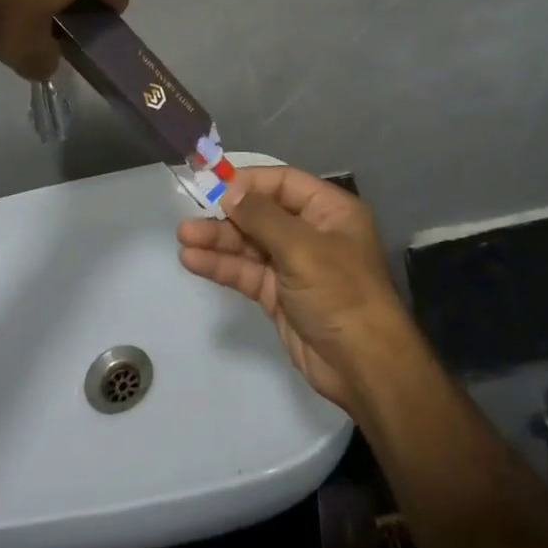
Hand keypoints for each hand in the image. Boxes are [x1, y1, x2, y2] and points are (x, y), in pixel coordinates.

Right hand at [177, 166, 418, 412]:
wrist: (363, 366)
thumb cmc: (340, 292)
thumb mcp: (302, 247)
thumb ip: (262, 216)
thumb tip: (229, 190)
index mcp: (329, 211)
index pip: (283, 183)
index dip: (249, 182)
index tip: (213, 184)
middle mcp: (311, 232)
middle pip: (262, 213)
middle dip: (227, 215)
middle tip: (190, 216)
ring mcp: (294, 265)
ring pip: (250, 244)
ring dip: (218, 240)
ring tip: (184, 238)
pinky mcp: (279, 295)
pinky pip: (246, 272)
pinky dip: (222, 266)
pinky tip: (193, 260)